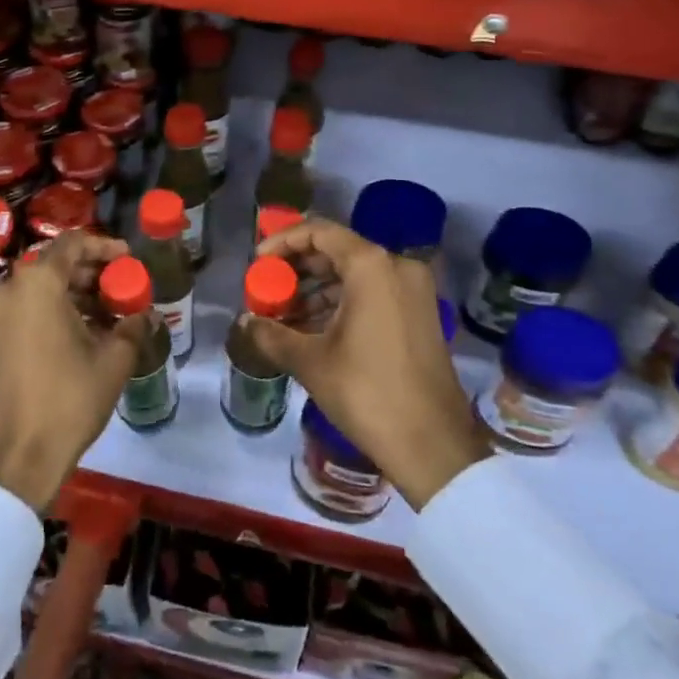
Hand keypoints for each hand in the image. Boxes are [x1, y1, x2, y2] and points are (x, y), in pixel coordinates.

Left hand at [0, 231, 140, 512]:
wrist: (17, 457)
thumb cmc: (68, 400)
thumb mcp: (112, 361)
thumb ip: (131, 327)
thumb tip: (144, 315)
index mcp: (37, 282)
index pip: (73, 243)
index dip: (104, 246)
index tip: (127, 258)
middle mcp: (10, 288)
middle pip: (55, 263)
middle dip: (91, 272)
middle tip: (120, 286)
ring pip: (40, 287)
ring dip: (74, 293)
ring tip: (108, 312)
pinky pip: (26, 308)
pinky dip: (53, 310)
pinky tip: (82, 331)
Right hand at [252, 219, 489, 509]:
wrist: (434, 446)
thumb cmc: (367, 393)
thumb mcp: (311, 362)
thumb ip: (272, 334)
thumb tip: (244, 323)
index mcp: (372, 266)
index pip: (319, 232)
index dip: (282, 241)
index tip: (258, 263)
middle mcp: (397, 267)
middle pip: (337, 251)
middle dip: (298, 268)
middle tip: (268, 290)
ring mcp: (413, 291)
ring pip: (355, 274)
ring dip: (317, 289)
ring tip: (284, 315)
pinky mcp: (420, 314)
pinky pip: (373, 293)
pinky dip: (341, 303)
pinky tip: (312, 329)